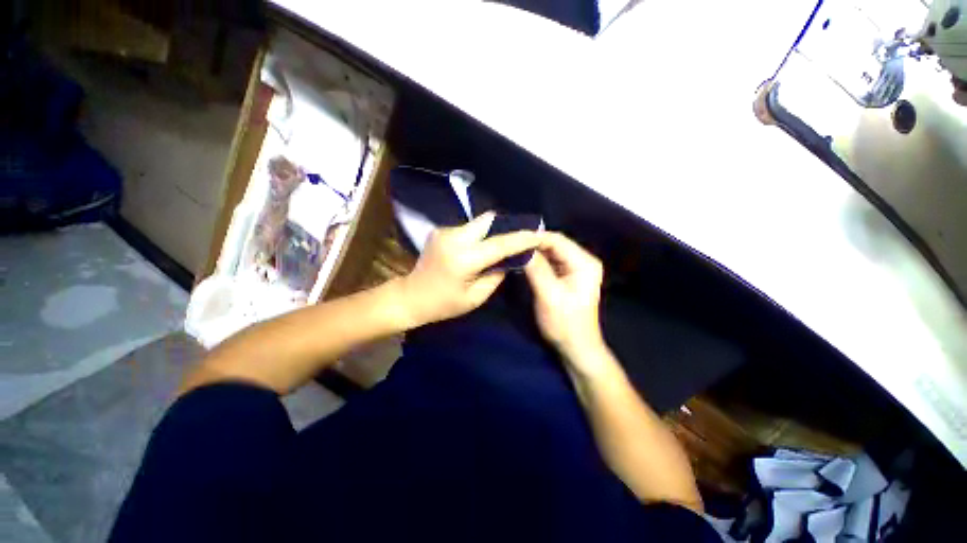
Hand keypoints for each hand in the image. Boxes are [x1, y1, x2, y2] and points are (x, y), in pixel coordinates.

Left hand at [399, 212, 539, 326]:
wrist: (411, 296)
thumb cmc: (444, 304)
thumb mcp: (475, 297)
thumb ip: (496, 276)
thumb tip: (510, 260)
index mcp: (464, 258)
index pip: (499, 243)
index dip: (521, 238)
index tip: (538, 234)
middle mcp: (454, 237)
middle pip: (488, 220)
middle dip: (507, 226)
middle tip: (520, 236)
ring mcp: (445, 231)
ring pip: (479, 222)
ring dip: (493, 230)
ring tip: (503, 242)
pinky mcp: (440, 230)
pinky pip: (468, 227)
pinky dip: (480, 234)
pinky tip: (482, 246)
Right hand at [525, 232, 606, 365]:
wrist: (576, 348)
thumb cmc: (565, 324)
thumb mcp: (549, 295)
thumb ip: (536, 269)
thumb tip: (521, 247)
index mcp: (584, 263)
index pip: (557, 240)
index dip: (535, 237)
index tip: (513, 237)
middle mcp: (583, 261)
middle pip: (555, 244)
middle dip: (533, 243)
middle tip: (510, 243)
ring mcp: (575, 268)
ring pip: (551, 252)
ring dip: (533, 252)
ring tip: (513, 249)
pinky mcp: (567, 276)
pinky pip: (550, 262)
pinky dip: (536, 261)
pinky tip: (522, 261)